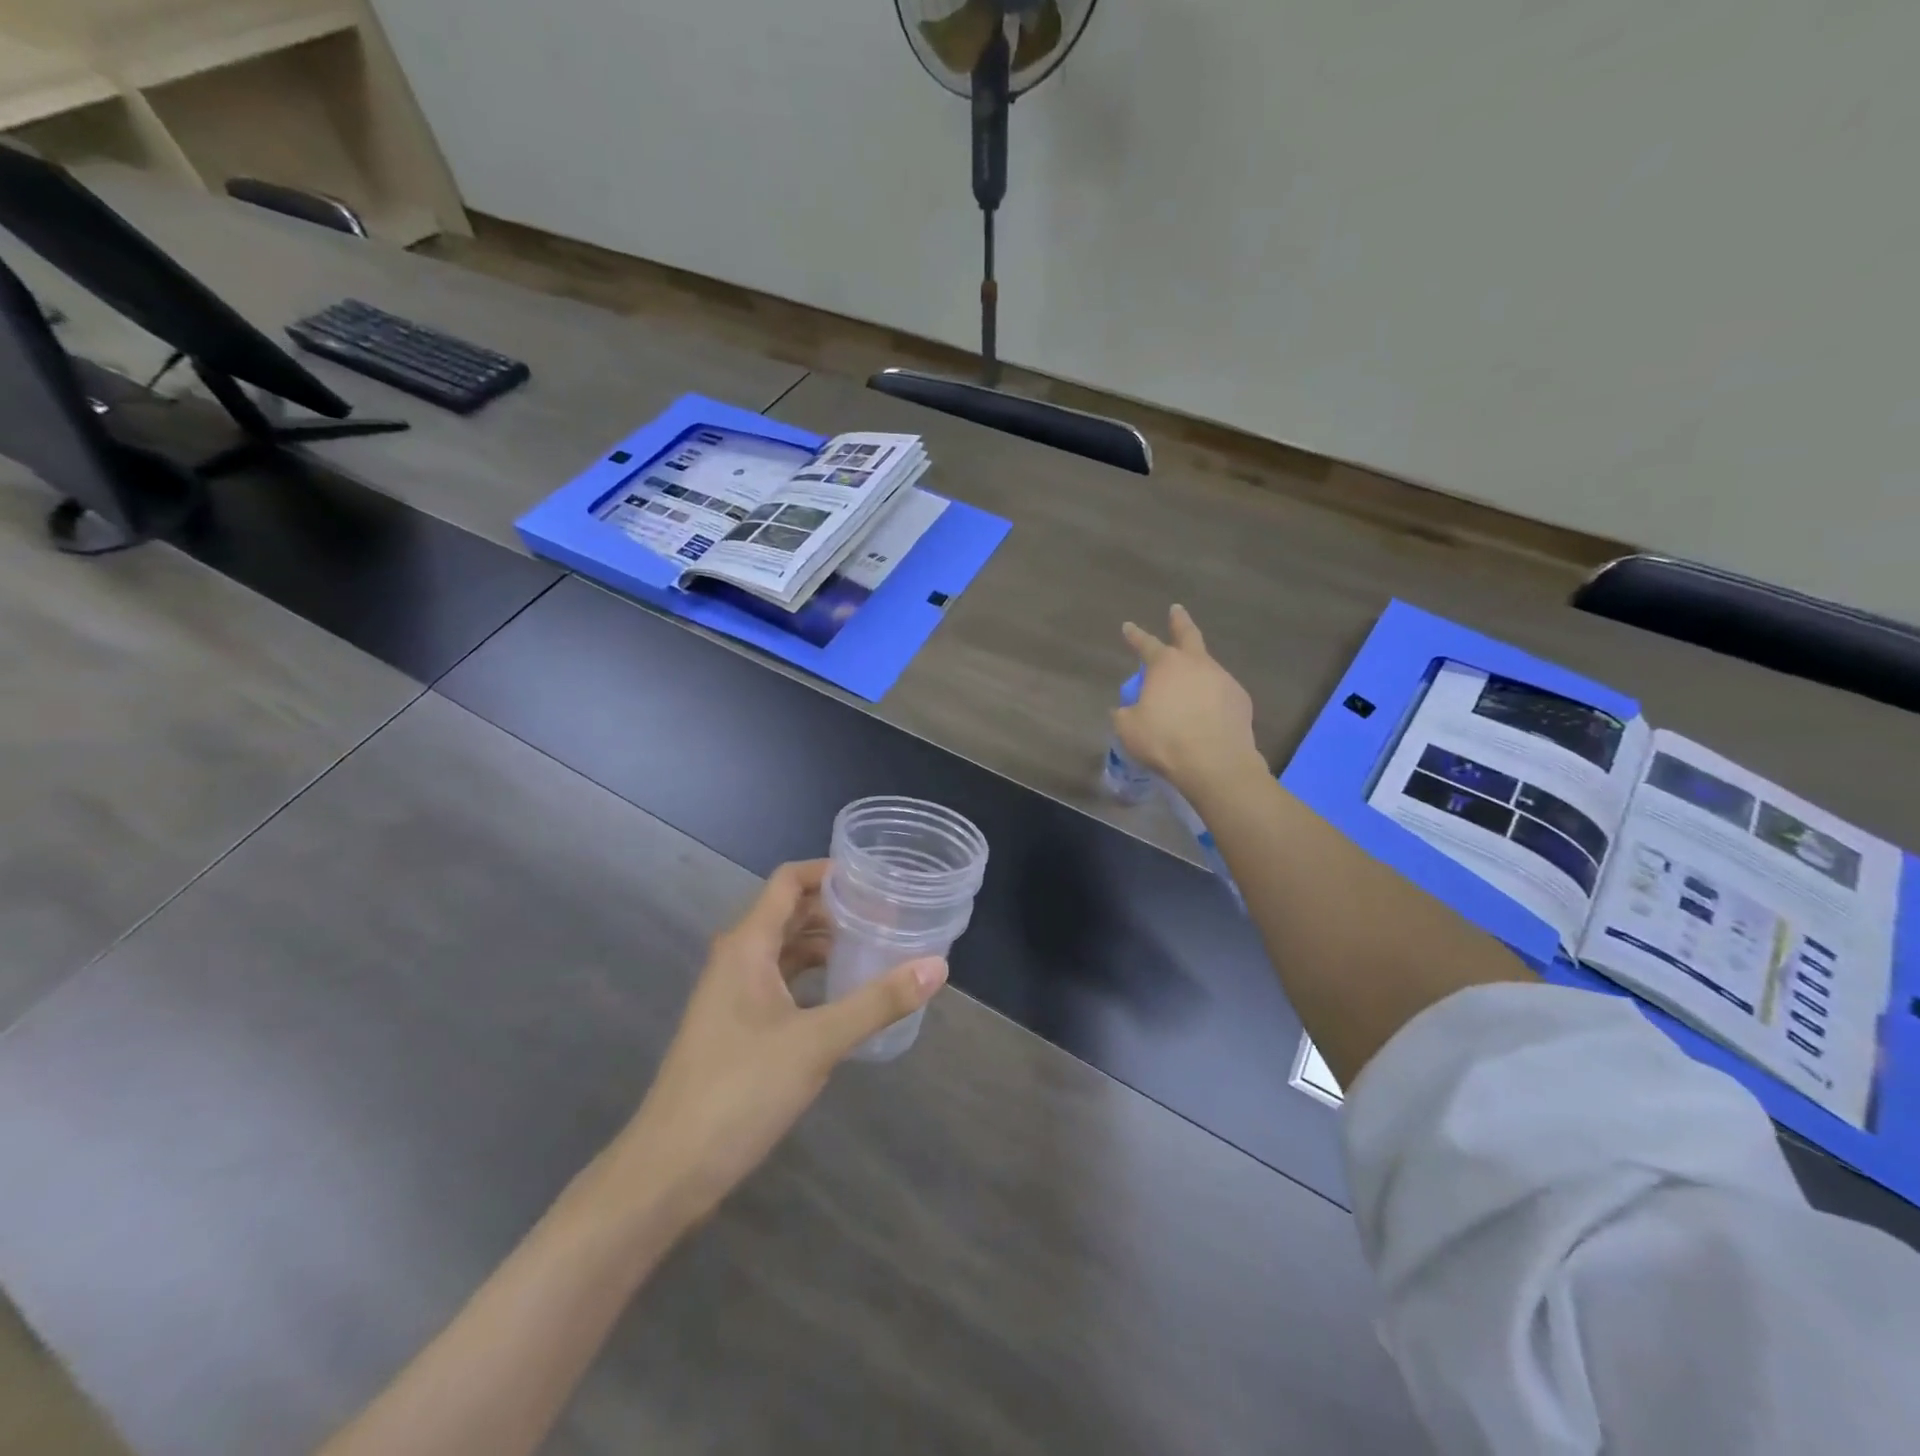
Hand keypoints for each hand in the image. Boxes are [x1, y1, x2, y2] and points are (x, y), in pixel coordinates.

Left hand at [608, 861, 946, 1228]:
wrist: (669, 1169)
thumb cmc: (740, 1090)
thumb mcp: (817, 1042)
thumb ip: (878, 1002)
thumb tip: (938, 965)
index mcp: (747, 946)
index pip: (788, 882)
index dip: (828, 871)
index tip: (874, 876)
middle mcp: (737, 959)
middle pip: (789, 913)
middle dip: (836, 908)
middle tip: (888, 912)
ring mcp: (732, 994)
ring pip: (785, 950)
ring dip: (825, 943)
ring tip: (875, 946)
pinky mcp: (736, 1026)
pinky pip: (780, 982)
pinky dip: (812, 977)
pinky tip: (844, 994)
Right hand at [1114, 605, 1259, 800]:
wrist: (1215, 763)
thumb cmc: (1164, 741)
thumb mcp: (1129, 729)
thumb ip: (1124, 714)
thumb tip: (1125, 709)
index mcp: (1165, 666)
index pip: (1146, 644)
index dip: (1135, 636)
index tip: (1128, 627)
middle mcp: (1197, 664)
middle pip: (1188, 635)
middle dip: (1180, 621)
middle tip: (1177, 610)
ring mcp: (1223, 679)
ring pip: (1207, 667)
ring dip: (1197, 669)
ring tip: (1189, 685)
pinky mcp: (1241, 700)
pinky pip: (1221, 693)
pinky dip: (1211, 697)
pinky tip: (1207, 713)